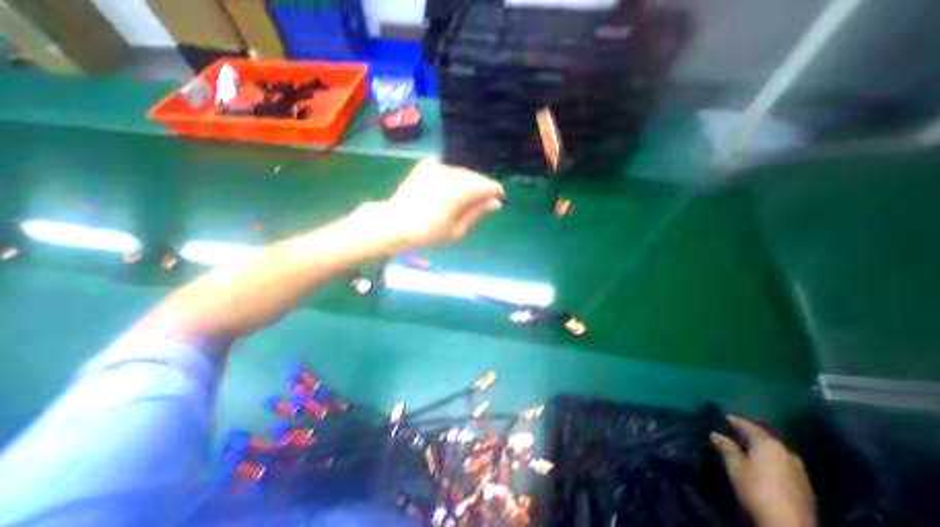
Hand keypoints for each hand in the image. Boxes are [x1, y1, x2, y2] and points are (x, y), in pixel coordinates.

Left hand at [375, 160, 506, 248]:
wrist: (394, 223)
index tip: (496, 202)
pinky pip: (447, 169)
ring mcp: (438, 167)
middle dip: (480, 189)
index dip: (496, 193)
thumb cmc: (427, 233)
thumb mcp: (457, 230)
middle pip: (476, 177)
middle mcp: (452, 174)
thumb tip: (496, 202)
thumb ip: (477, 213)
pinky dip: (452, 178)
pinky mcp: (426, 166)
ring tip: (461, 199)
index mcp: (462, 191)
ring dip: (467, 183)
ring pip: (462, 172)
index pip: (489, 185)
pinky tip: (446, 190)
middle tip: (478, 204)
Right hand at [713, 415, 815, 525]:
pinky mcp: (804, 485)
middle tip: (732, 431)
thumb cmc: (757, 489)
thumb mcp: (735, 466)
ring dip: (759, 446)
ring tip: (744, 446)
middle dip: (748, 433)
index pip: (748, 425)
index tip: (722, 417)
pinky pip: (782, 462)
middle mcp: (786, 452)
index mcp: (768, 444)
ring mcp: (798, 469)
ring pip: (774, 450)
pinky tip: (760, 462)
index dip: (734, 421)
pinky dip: (769, 458)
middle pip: (763, 437)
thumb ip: (726, 447)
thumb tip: (716, 434)